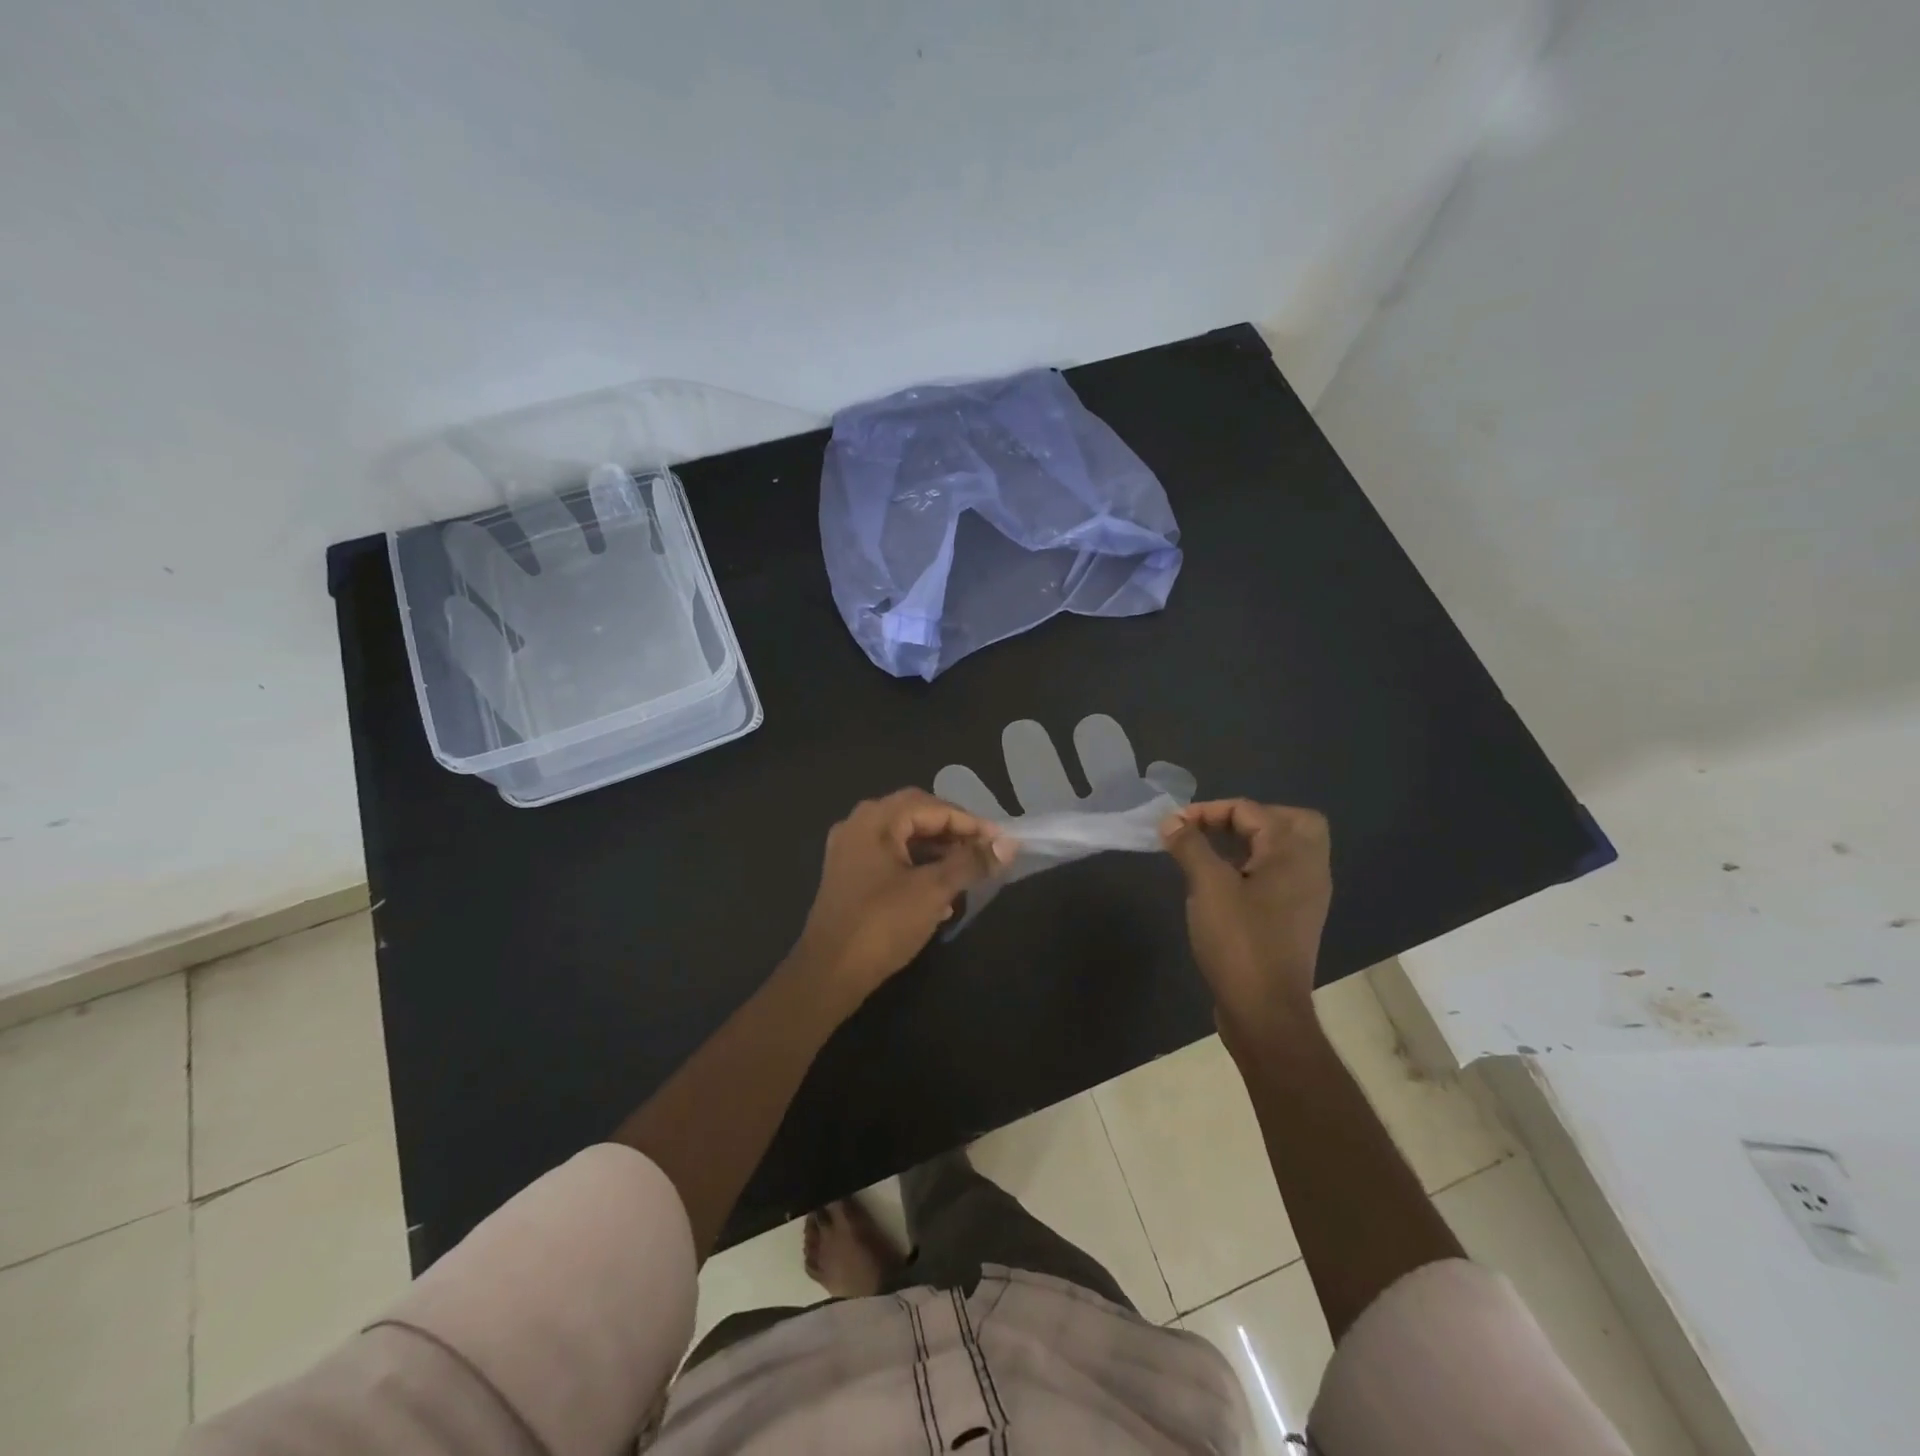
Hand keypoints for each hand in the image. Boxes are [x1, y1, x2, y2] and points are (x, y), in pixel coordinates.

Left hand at [791, 789, 1012, 1008]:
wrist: (828, 974)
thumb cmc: (882, 924)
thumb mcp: (934, 890)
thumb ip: (971, 863)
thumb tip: (1007, 845)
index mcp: (875, 819)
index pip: (932, 806)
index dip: (970, 822)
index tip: (1001, 842)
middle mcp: (858, 825)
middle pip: (916, 817)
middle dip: (954, 834)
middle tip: (986, 852)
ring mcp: (850, 852)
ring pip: (904, 840)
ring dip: (938, 853)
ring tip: (968, 873)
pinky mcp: (848, 877)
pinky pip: (890, 861)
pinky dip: (918, 869)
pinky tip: (941, 898)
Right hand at [1160, 800, 1331, 1046]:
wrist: (1264, 1011)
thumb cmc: (1239, 941)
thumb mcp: (1208, 886)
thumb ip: (1190, 846)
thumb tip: (1171, 821)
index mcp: (1293, 854)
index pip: (1251, 810)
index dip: (1208, 811)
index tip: (1173, 826)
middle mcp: (1309, 869)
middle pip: (1289, 822)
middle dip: (1247, 818)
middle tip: (1212, 829)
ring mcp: (1305, 897)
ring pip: (1284, 850)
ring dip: (1249, 842)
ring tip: (1209, 852)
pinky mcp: (1294, 920)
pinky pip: (1277, 876)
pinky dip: (1251, 867)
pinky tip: (1220, 883)